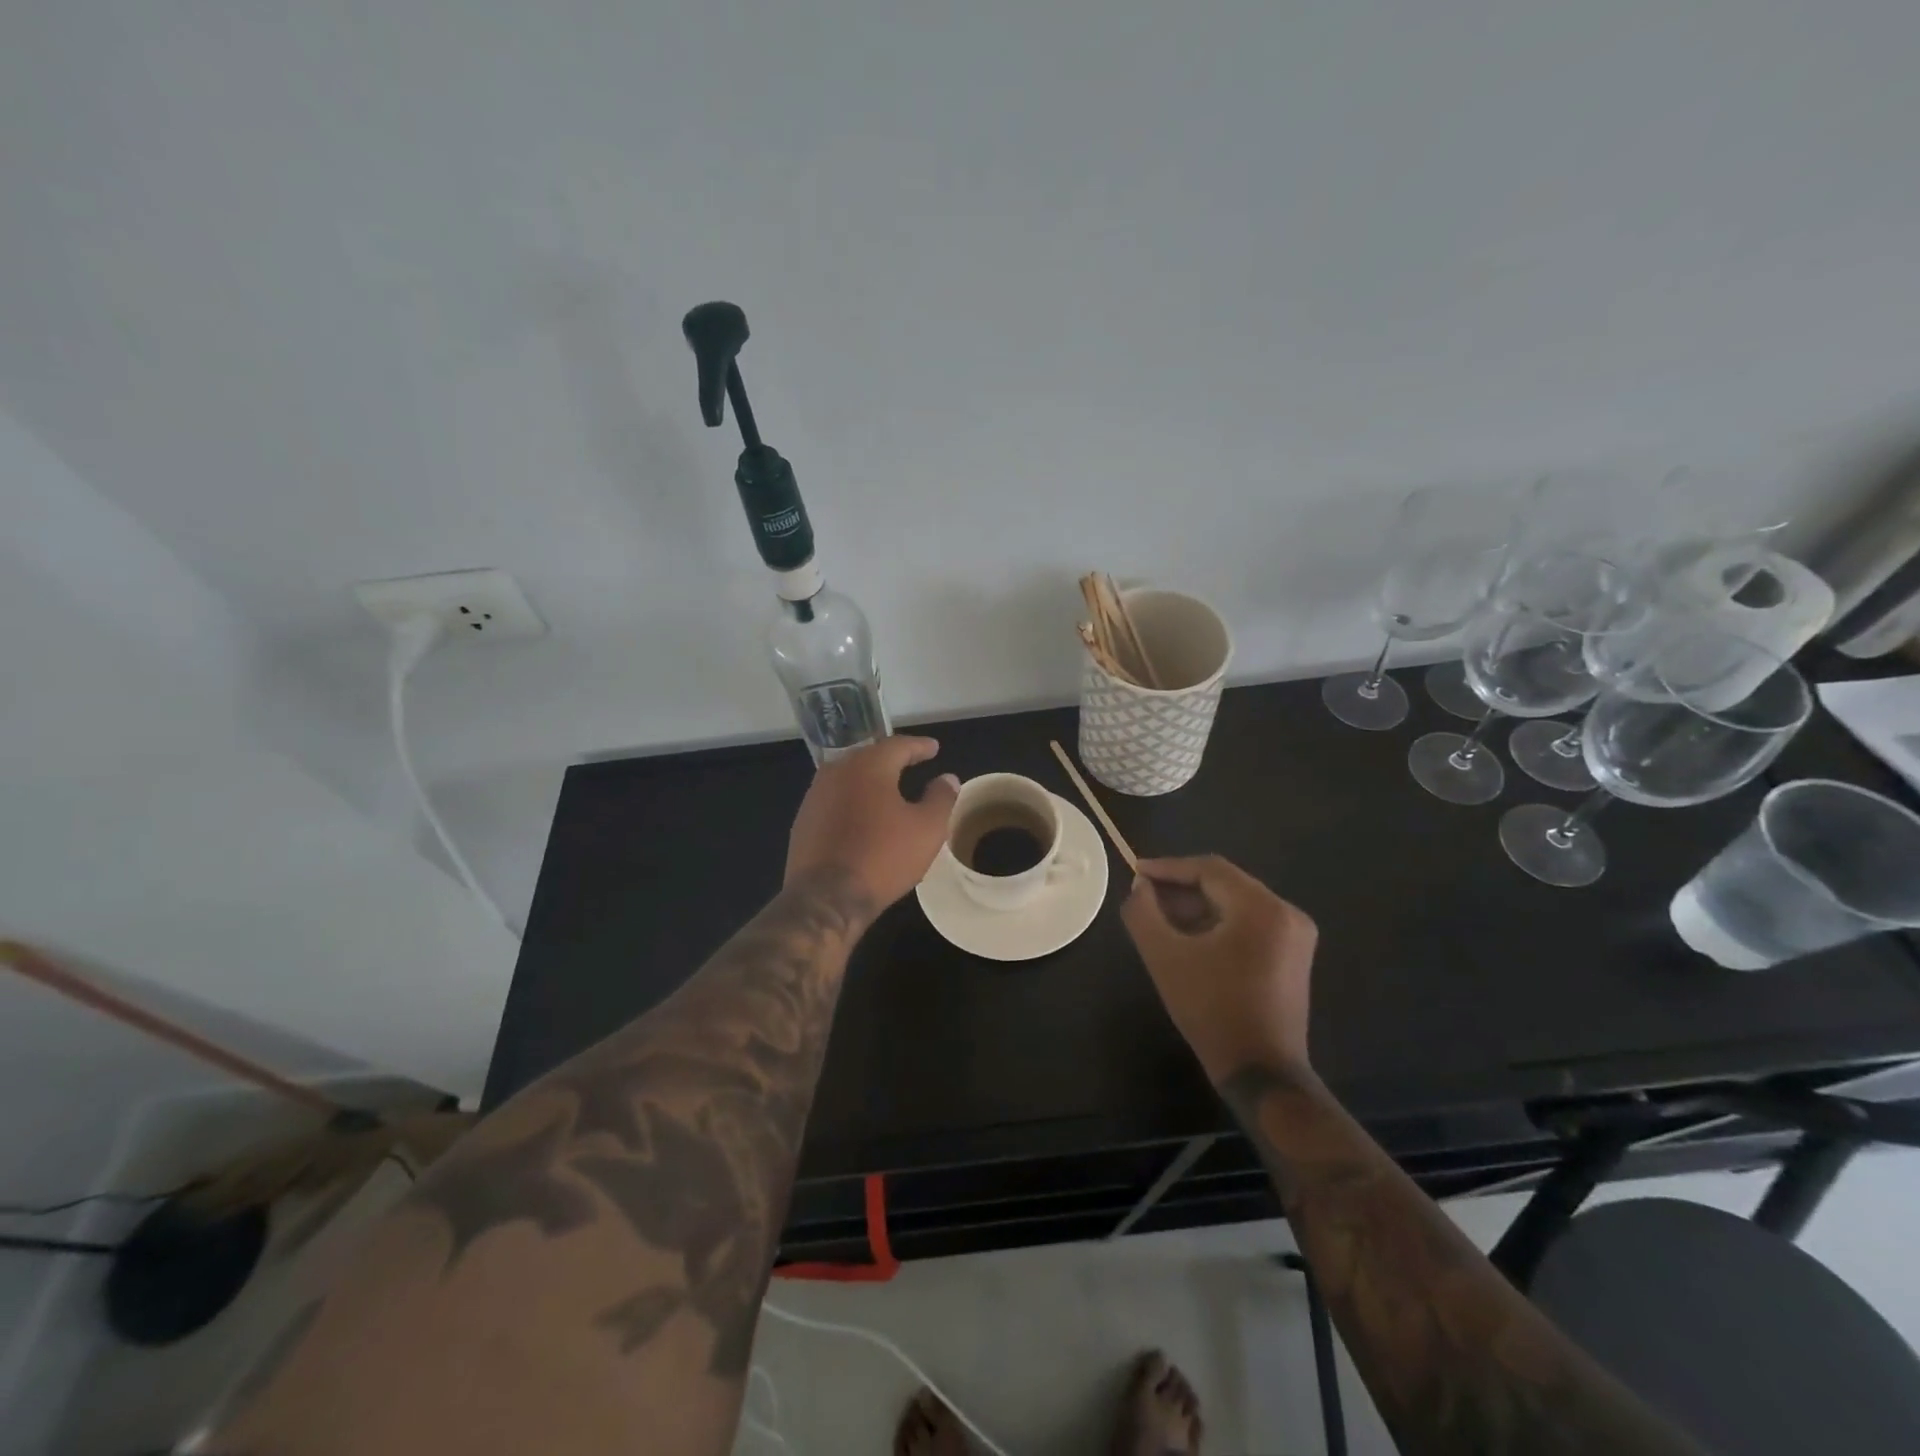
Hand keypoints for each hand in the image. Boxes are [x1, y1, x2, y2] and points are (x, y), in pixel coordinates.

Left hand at [785, 736, 959, 911]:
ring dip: (870, 779)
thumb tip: (948, 778)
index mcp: (868, 766)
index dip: (919, 746)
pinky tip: (862, 815)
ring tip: (888, 788)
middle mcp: (837, 772)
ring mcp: (815, 796)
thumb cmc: (883, 857)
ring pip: (848, 777)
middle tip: (911, 763)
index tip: (934, 748)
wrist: (826, 898)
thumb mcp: (927, 829)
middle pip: (869, 756)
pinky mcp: (803, 821)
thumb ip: (941, 798)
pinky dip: (852, 800)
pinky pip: (834, 800)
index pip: (897, 745)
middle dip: (892, 759)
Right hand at [1119, 855, 1317, 1083]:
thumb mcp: (1165, 957)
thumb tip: (1140, 887)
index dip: (1168, 868)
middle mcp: (1286, 913)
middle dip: (1181, 889)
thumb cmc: (1211, 1009)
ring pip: (1236, 904)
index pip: (1209, 869)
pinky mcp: (1293, 956)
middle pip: (1225, 884)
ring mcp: (1295, 936)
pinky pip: (1249, 924)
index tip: (1135, 872)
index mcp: (1262, 908)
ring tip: (1161, 919)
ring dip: (1197, 907)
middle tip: (1144, 897)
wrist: (1260, 1071)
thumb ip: (1143, 913)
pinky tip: (1190, 939)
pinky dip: (1218, 924)